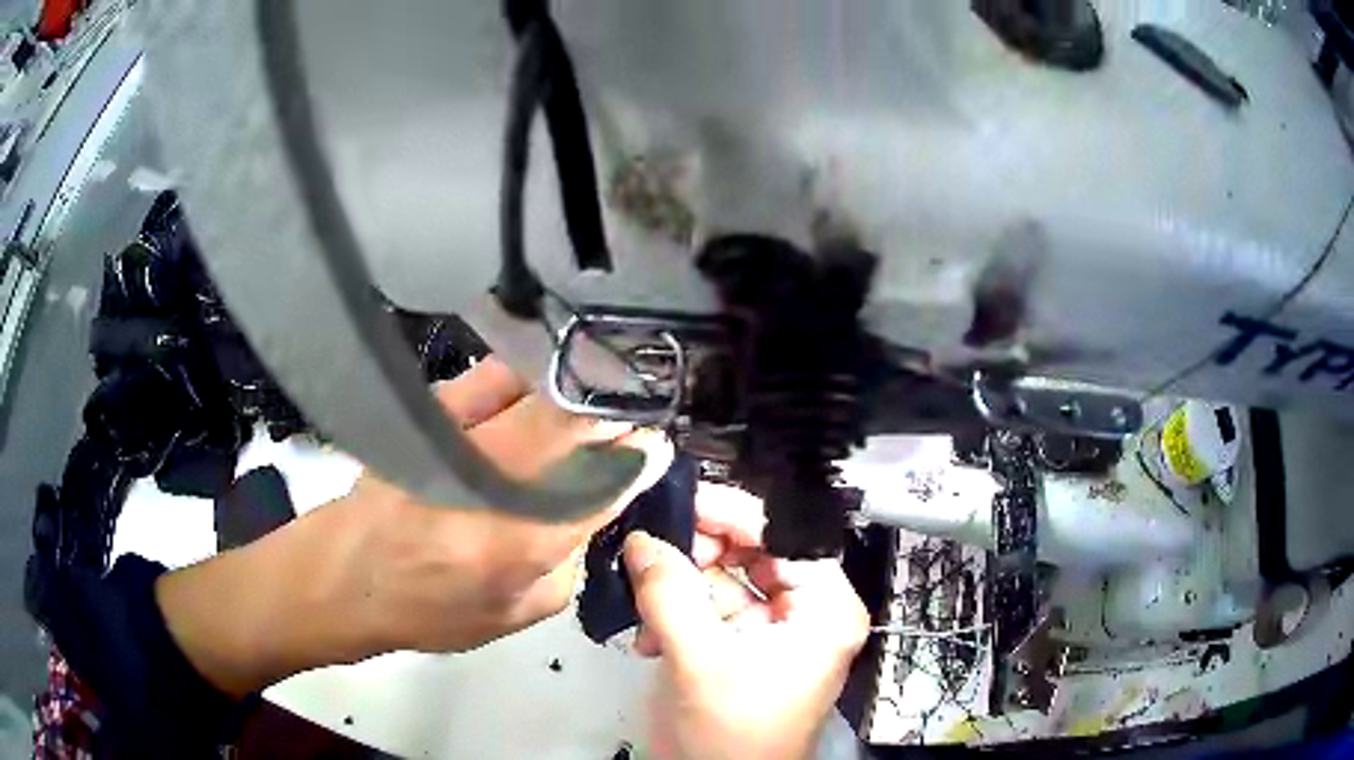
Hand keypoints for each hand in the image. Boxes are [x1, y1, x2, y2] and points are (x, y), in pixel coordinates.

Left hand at [158, 357, 672, 696]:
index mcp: (523, 543)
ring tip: (599, 397)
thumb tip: (596, 511)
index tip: (658, 447)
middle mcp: (496, 483)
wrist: (343, 577)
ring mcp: (459, 440)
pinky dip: (527, 376)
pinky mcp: (429, 416)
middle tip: (635, 417)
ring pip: (540, 394)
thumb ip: (568, 565)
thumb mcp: (516, 616)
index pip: (604, 485)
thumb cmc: (430, 611)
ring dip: (580, 391)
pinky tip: (540, 385)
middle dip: (618, 416)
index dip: (640, 460)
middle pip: (577, 428)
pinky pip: (492, 378)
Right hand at [623, 483, 868, 759]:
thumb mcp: (698, 660)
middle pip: (755, 553)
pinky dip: (678, 615)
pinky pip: (714, 611)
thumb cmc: (730, 733)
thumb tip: (641, 537)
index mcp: (825, 609)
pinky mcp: (748, 649)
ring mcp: (778, 631)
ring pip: (728, 580)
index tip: (679, 500)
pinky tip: (648, 636)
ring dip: (681, 588)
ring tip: (643, 598)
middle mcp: (810, 612)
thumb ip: (669, 592)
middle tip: (652, 553)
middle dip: (699, 554)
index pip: (784, 536)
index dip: (732, 513)